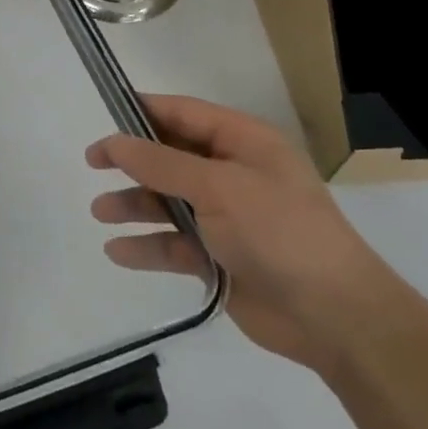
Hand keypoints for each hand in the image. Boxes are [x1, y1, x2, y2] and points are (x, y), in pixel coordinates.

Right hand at [86, 95, 386, 371]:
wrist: (335, 317)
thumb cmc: (279, 231)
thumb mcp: (218, 186)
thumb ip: (161, 163)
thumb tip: (114, 141)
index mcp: (244, 143)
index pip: (184, 114)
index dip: (143, 110)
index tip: (103, 113)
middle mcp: (233, 174)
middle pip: (171, 158)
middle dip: (132, 161)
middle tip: (92, 163)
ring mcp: (227, 218)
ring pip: (168, 202)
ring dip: (134, 205)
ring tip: (101, 212)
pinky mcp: (220, 258)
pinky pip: (174, 245)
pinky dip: (147, 247)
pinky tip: (118, 251)